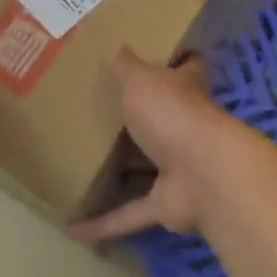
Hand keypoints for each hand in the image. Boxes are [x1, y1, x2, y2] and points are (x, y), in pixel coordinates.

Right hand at [67, 47, 255, 242]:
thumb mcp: (142, 80)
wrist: (204, 174)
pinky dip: (104, 223)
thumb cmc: (173, 114)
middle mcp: (185, 127)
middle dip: (138, 123)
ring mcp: (178, 168)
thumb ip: (126, 67)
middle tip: (98, 117)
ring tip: (82, 169)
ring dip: (121, 175)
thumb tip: (115, 46)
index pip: (187, 69)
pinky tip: (72, 229)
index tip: (153, 58)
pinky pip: (130, 215)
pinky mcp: (167, 205)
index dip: (175, 62)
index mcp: (184, 91)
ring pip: (146, 170)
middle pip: (162, 121)